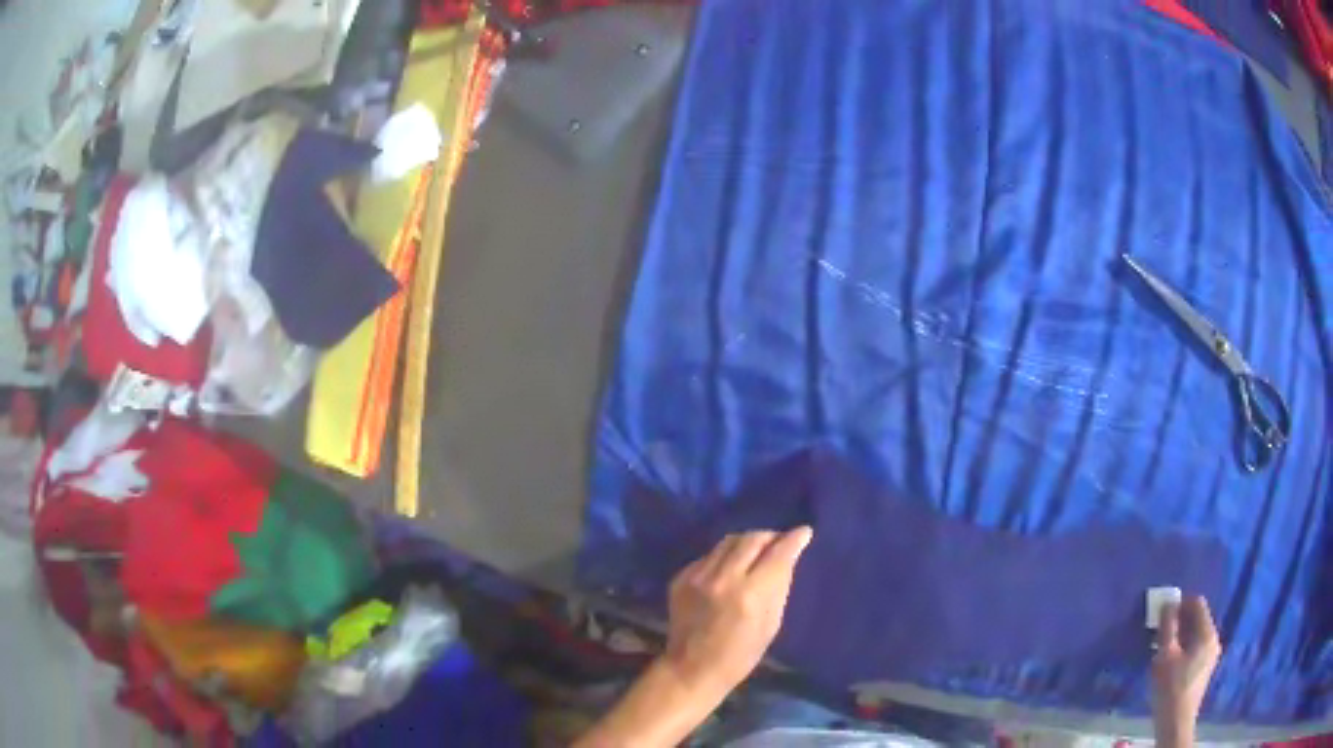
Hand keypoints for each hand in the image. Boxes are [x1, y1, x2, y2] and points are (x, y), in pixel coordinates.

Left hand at [660, 527, 813, 695]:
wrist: (692, 668)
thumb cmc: (741, 654)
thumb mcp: (771, 624)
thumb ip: (779, 587)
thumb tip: (788, 558)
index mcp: (751, 594)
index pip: (778, 553)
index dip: (794, 539)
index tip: (804, 532)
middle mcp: (724, 578)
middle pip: (752, 539)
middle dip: (770, 536)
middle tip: (779, 542)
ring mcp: (698, 576)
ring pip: (728, 541)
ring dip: (747, 542)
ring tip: (756, 550)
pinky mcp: (681, 577)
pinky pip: (709, 555)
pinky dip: (725, 557)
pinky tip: (730, 568)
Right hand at [1151, 596, 1221, 747]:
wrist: (1176, 723)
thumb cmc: (1171, 688)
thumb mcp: (1165, 656)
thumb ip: (1167, 628)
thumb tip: (1167, 604)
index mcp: (1207, 633)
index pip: (1197, 604)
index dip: (1180, 604)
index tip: (1163, 615)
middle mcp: (1213, 639)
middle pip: (1198, 619)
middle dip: (1179, 622)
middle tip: (1160, 633)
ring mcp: (1211, 655)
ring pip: (1196, 635)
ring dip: (1180, 637)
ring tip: (1162, 650)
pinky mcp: (1205, 668)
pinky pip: (1196, 648)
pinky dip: (1184, 648)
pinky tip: (1170, 664)